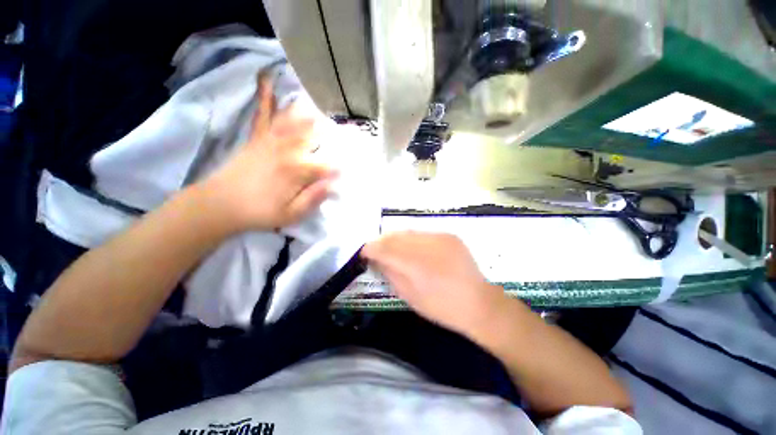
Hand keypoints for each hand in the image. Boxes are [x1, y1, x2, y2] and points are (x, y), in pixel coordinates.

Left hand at [202, 75, 336, 231]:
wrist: (219, 204)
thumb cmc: (260, 212)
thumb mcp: (291, 215)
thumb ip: (313, 198)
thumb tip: (333, 185)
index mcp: (297, 172)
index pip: (328, 164)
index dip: (343, 163)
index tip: (355, 162)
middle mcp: (287, 151)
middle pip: (315, 135)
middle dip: (334, 131)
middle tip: (349, 126)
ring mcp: (271, 140)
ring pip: (294, 120)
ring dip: (311, 110)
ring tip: (324, 101)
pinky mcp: (257, 137)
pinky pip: (262, 113)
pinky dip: (265, 95)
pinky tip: (267, 76)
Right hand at [362, 231, 508, 336]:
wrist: (478, 303)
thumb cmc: (441, 307)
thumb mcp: (409, 296)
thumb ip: (390, 273)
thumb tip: (376, 259)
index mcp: (417, 265)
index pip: (385, 249)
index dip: (371, 248)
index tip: (364, 252)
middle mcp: (428, 245)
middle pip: (395, 236)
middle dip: (382, 241)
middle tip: (376, 249)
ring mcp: (440, 237)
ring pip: (408, 232)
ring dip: (396, 239)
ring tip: (392, 247)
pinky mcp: (449, 235)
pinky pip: (423, 233)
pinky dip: (412, 239)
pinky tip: (413, 249)